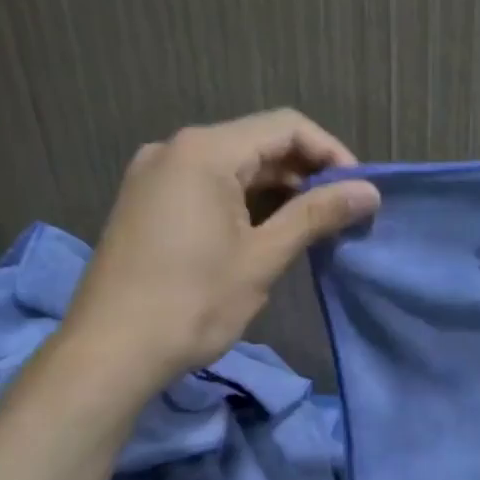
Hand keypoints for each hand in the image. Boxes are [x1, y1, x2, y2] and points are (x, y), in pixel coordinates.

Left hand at [62, 109, 378, 390]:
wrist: (109, 352)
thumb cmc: (193, 302)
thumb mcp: (263, 257)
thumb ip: (317, 214)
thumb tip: (370, 192)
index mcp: (205, 151)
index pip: (286, 127)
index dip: (331, 153)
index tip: (359, 192)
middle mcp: (175, 149)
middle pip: (258, 142)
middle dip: (307, 173)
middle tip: (343, 213)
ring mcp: (155, 175)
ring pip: (233, 166)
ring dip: (278, 189)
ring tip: (314, 226)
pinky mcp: (146, 202)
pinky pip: (207, 185)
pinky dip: (245, 201)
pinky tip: (267, 232)